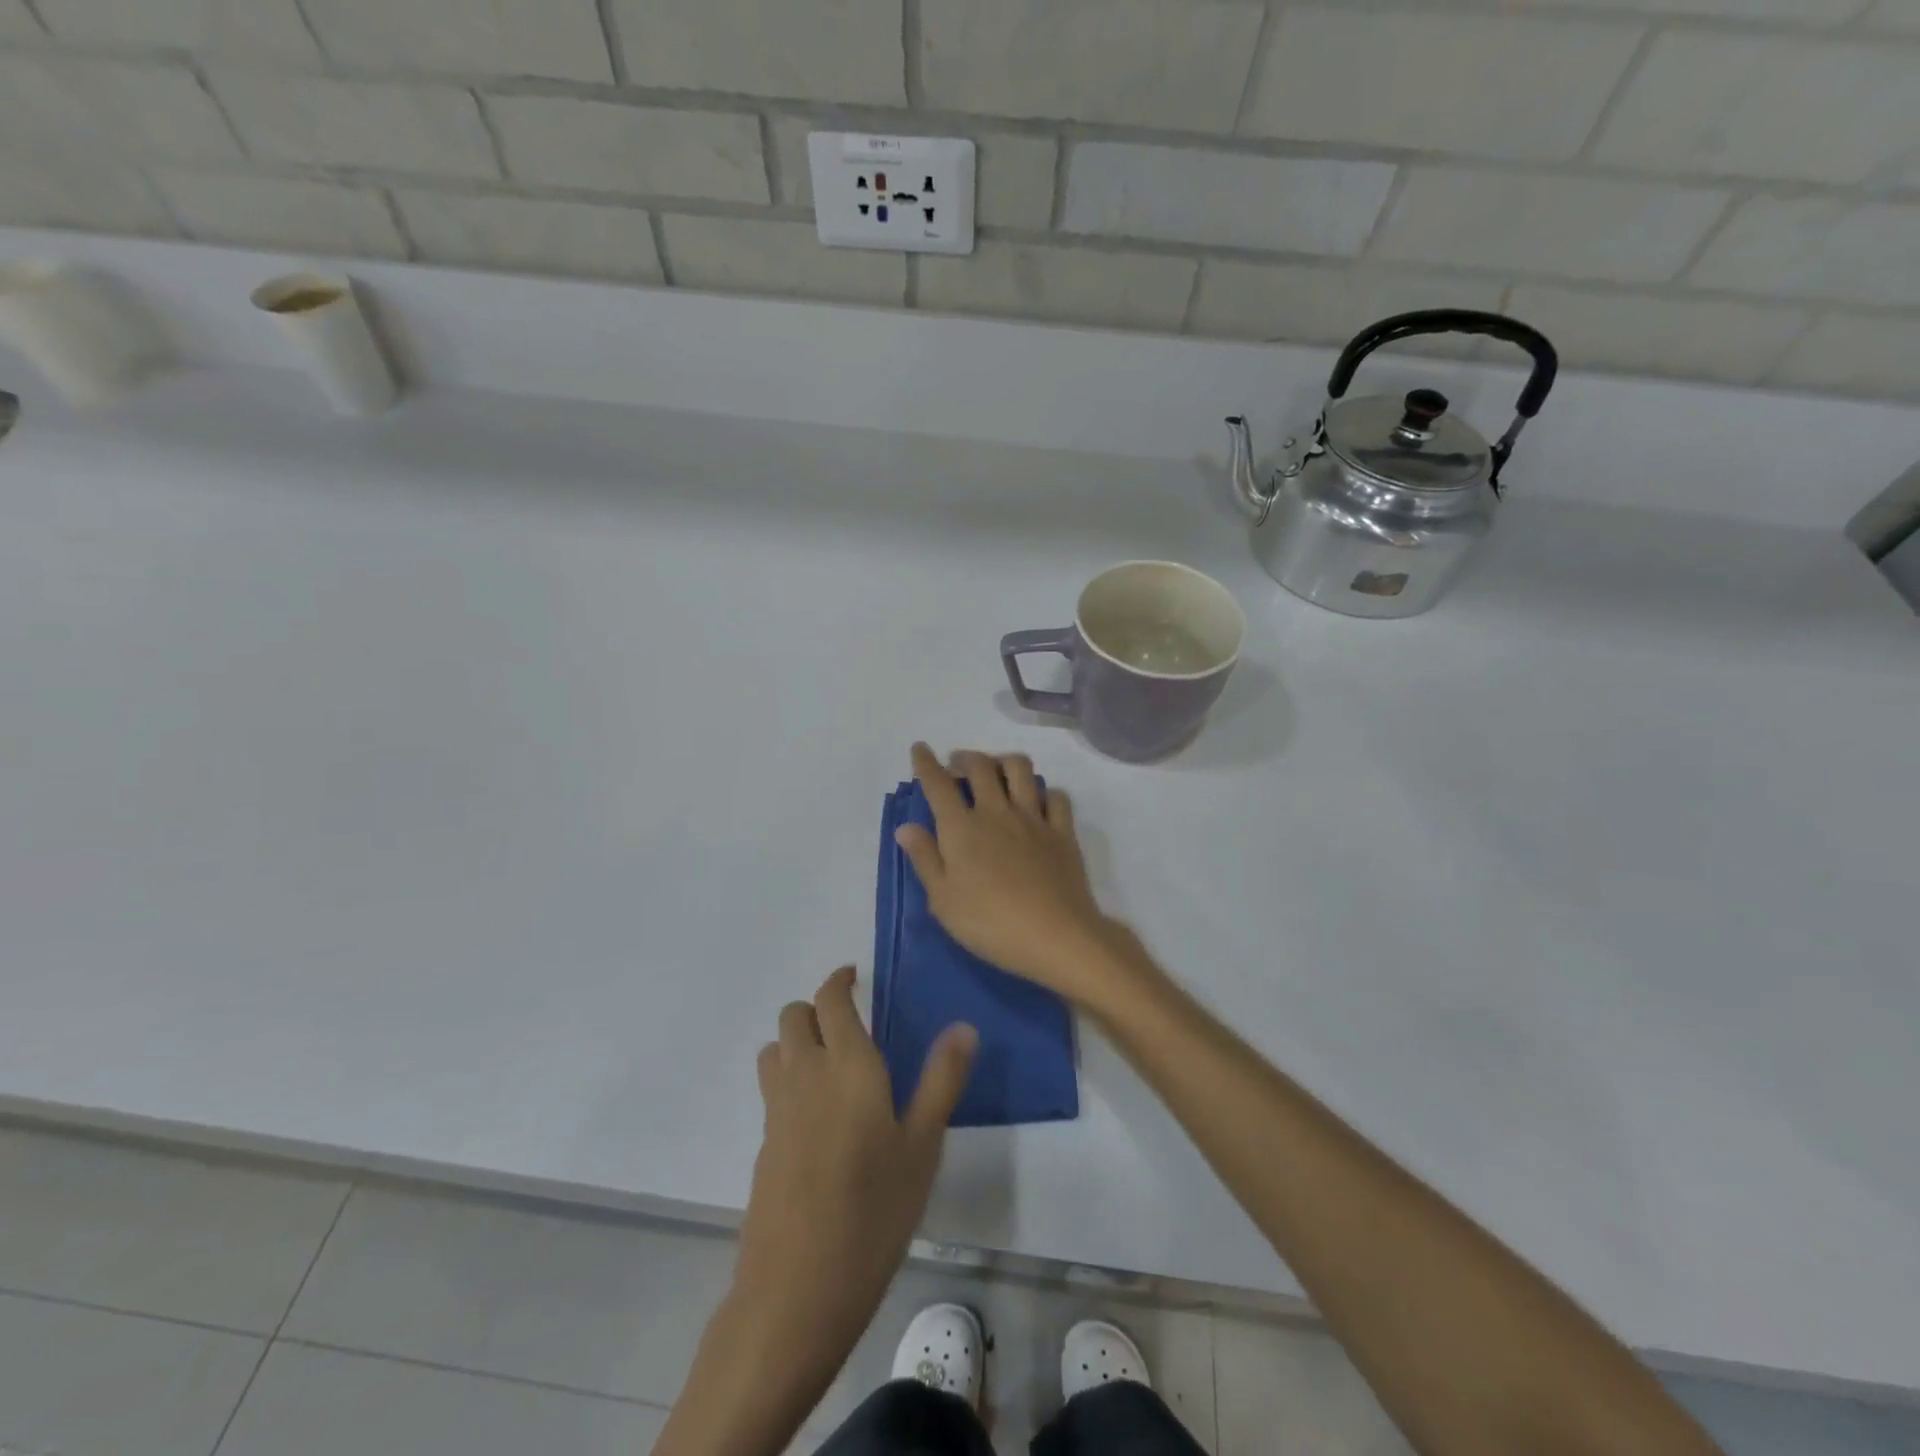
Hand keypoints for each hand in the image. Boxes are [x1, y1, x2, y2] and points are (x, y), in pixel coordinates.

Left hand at [728, 965, 976, 1382]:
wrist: (797, 1290)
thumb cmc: (874, 1213)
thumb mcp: (923, 1147)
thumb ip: (942, 1080)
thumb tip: (963, 1026)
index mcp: (848, 1065)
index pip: (830, 1000)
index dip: (839, 980)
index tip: (854, 976)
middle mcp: (805, 1075)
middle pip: (793, 1016)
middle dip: (816, 1008)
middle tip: (849, 1023)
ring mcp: (778, 1110)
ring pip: (775, 1049)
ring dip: (796, 1041)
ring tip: (830, 1063)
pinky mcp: (764, 1144)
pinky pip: (772, 1088)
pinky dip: (789, 1078)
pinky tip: (819, 1117)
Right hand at [895, 743, 1142, 1007]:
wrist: (1054, 935)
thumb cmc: (989, 923)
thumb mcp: (943, 899)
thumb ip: (925, 858)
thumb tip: (905, 827)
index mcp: (961, 828)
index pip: (938, 785)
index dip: (926, 763)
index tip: (920, 748)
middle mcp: (996, 812)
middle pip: (980, 767)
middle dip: (965, 757)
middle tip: (957, 763)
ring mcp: (1033, 818)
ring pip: (1020, 770)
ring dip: (1004, 761)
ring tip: (996, 770)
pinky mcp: (1062, 832)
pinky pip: (1056, 797)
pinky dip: (1045, 791)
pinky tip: (1038, 801)